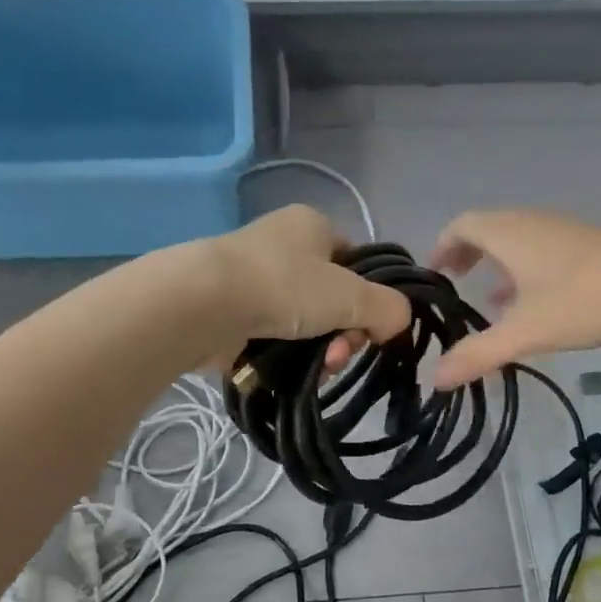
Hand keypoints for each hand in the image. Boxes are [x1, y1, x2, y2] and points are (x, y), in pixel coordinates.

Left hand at [202, 205, 410, 368]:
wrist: (202, 304)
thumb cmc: (283, 286)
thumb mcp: (351, 295)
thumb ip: (387, 308)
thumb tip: (398, 323)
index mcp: (313, 226)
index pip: (357, 263)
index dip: (371, 298)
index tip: (371, 329)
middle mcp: (284, 247)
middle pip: (334, 300)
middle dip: (345, 334)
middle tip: (340, 354)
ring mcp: (255, 281)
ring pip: (307, 325)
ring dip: (322, 351)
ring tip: (319, 369)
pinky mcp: (234, 314)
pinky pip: (277, 339)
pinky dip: (290, 358)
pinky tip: (294, 375)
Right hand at [428, 210, 600, 386]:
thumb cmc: (584, 299)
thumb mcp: (525, 333)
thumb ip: (479, 354)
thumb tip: (436, 379)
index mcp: (509, 233)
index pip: (462, 225)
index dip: (442, 246)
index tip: (433, 273)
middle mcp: (532, 223)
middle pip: (488, 228)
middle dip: (467, 254)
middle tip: (455, 283)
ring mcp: (563, 231)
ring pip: (518, 240)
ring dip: (498, 263)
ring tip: (488, 299)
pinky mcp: (587, 246)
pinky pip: (541, 250)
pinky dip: (525, 270)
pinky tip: (532, 303)